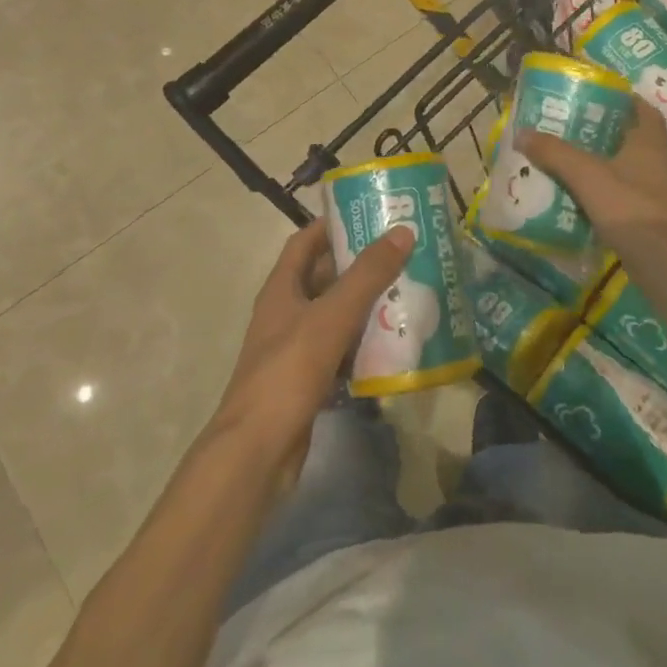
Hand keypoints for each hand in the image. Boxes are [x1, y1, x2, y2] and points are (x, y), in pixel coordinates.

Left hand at [209, 219, 413, 481]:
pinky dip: (364, 345)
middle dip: (360, 266)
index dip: (332, 225)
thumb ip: (367, 275)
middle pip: (324, 278)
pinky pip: (341, 352)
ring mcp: (295, 349)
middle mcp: (286, 313)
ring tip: (408, 293)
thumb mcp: (331, 316)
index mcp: (281, 289)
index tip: (370, 215)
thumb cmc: (288, 372)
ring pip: (335, 316)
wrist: (257, 451)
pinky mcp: (308, 381)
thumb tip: (401, 231)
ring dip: (366, 306)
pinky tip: (393, 343)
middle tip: (402, 255)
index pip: (305, 242)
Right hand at [517, 98, 666, 255]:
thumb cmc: (631, 208)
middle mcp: (657, 164)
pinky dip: (603, 193)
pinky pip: (623, 196)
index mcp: (648, 144)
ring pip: (626, 169)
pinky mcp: (650, 219)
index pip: (644, 110)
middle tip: (571, 129)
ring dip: (602, 164)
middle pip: (631, 139)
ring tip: (567, 161)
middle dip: (604, 133)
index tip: (600, 97)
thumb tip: (522, 132)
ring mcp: (656, 194)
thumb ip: (555, 153)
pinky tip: (579, 198)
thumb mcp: (588, 176)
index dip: (626, 100)